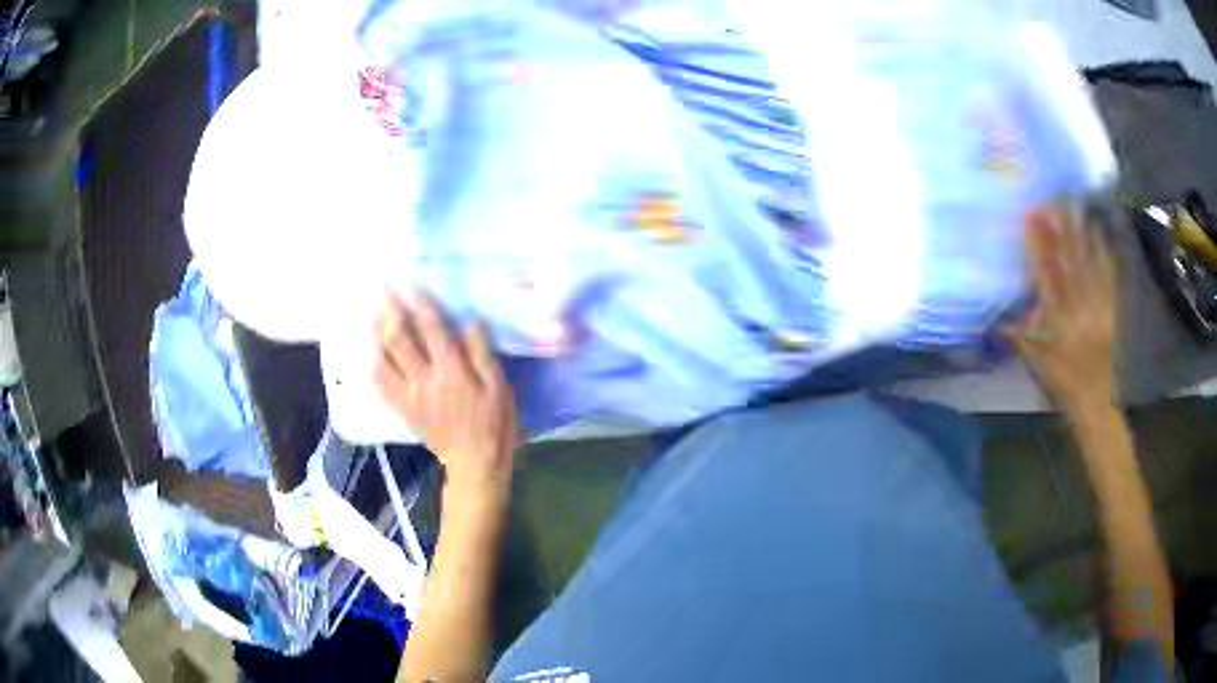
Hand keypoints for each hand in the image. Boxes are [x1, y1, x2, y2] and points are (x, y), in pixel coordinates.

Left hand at [373, 290, 518, 492]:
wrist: (475, 462)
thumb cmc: (493, 423)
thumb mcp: (499, 387)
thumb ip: (482, 354)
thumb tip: (470, 322)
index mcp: (452, 372)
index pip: (432, 330)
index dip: (420, 305)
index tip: (409, 284)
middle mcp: (425, 380)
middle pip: (400, 340)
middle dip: (390, 311)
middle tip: (381, 288)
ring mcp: (410, 395)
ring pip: (385, 359)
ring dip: (377, 334)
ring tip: (373, 313)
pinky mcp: (403, 409)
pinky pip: (382, 385)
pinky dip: (374, 365)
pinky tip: (372, 352)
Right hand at [1005, 206, 1117, 411]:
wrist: (1099, 402)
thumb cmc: (1065, 383)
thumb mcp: (1038, 365)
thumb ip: (1020, 338)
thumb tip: (993, 321)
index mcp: (1059, 321)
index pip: (1046, 275)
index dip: (1038, 245)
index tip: (1030, 217)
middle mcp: (1079, 307)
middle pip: (1069, 261)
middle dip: (1059, 228)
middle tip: (1051, 199)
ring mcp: (1099, 305)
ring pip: (1089, 262)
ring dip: (1080, 232)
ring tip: (1072, 205)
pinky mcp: (1112, 307)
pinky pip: (1108, 274)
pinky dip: (1103, 251)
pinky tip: (1098, 231)